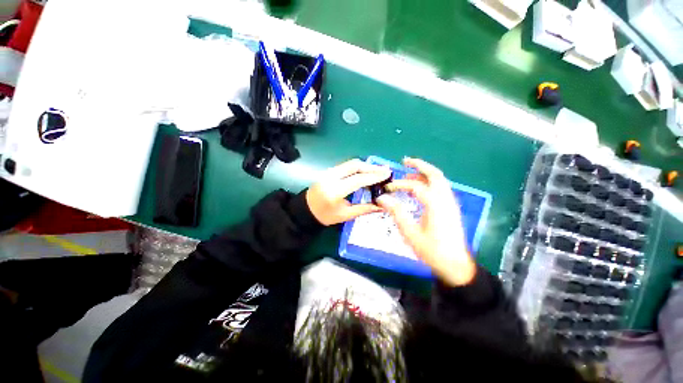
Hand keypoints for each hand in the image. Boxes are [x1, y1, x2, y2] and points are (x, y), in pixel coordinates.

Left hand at [306, 159, 391, 225]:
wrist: (306, 210)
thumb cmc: (325, 216)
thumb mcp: (345, 215)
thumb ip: (364, 209)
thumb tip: (382, 205)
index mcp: (335, 191)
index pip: (358, 179)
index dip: (374, 176)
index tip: (387, 174)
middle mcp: (331, 177)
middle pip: (354, 165)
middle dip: (371, 167)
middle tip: (385, 170)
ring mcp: (328, 171)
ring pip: (350, 163)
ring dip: (365, 165)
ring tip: (378, 170)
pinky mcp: (328, 170)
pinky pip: (346, 165)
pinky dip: (358, 167)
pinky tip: (365, 171)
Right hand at [376, 158, 475, 285]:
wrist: (455, 265)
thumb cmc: (432, 250)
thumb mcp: (410, 233)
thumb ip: (396, 212)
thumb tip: (382, 198)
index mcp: (435, 204)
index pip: (415, 186)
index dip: (399, 185)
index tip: (387, 188)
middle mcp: (445, 199)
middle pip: (435, 174)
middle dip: (420, 165)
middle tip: (405, 161)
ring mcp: (450, 203)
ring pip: (439, 180)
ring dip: (424, 173)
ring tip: (409, 174)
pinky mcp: (450, 208)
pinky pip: (440, 188)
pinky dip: (429, 182)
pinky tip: (419, 188)